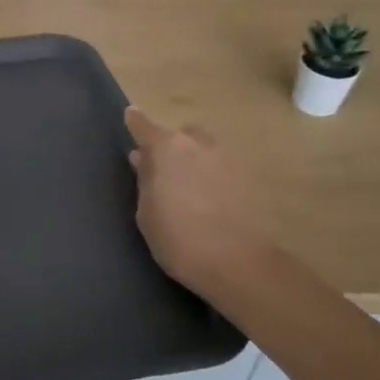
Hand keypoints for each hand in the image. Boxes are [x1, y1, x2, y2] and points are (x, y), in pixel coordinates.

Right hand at [124, 107, 270, 299]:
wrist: (238, 264)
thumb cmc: (178, 239)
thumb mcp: (147, 213)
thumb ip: (145, 180)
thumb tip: (143, 159)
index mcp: (167, 149)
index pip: (144, 126)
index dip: (135, 122)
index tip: (130, 115)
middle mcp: (199, 144)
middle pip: (182, 135)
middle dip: (172, 146)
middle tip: (164, 171)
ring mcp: (228, 159)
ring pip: (205, 150)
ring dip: (195, 161)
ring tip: (189, 189)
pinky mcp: (250, 178)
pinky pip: (223, 169)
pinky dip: (214, 177)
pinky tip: (211, 202)